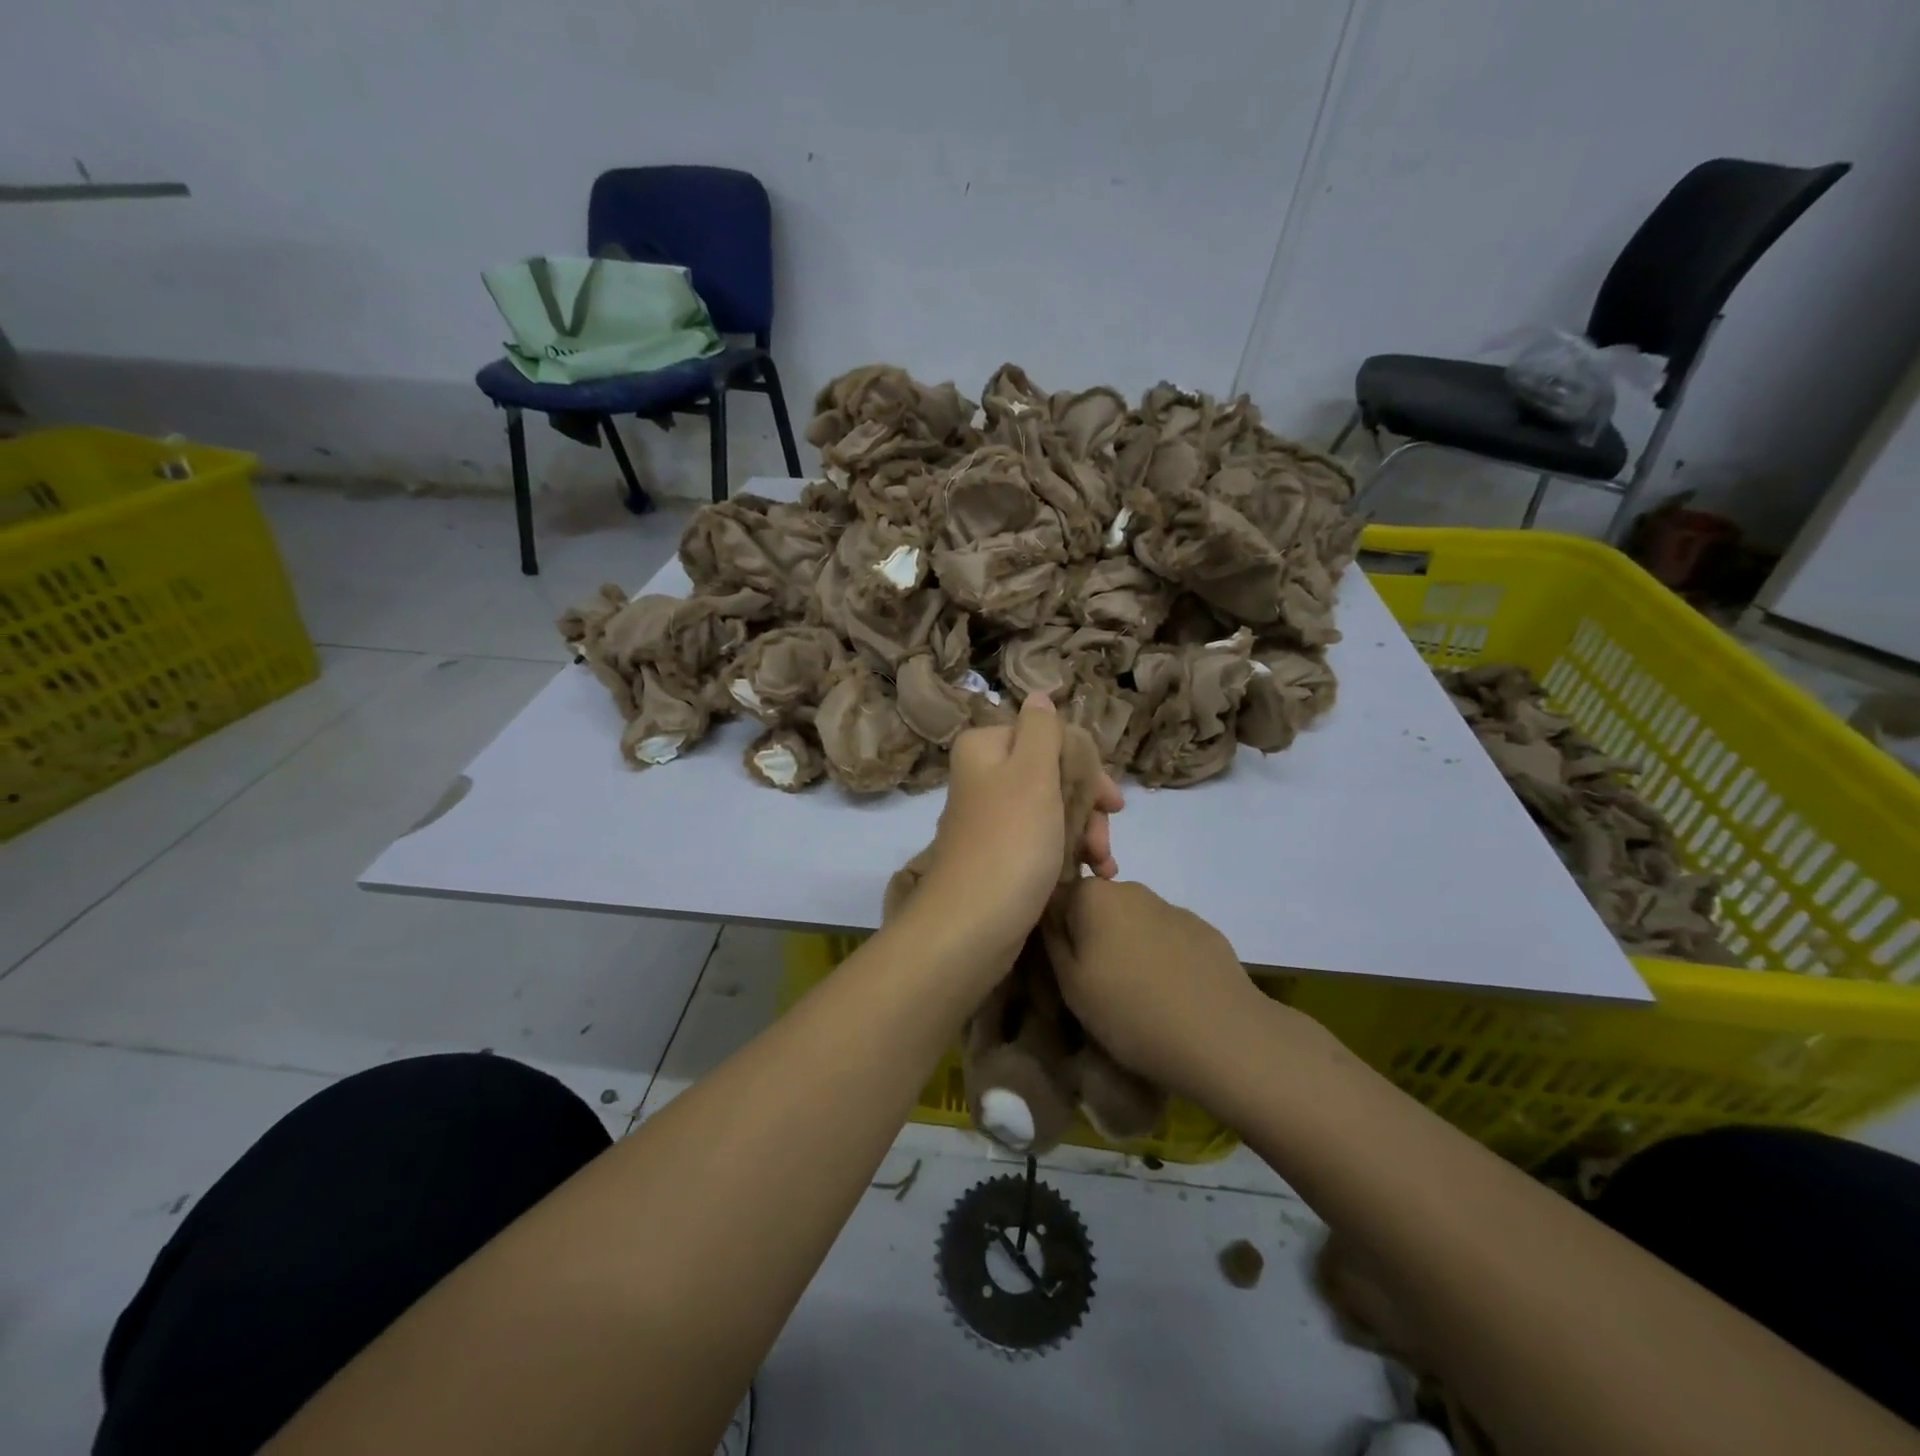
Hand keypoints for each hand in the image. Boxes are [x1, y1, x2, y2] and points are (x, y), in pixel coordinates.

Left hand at [917, 694, 1122, 956]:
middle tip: (1107, 834)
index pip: (1047, 737)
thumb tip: (1038, 696)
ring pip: (1053, 810)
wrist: (973, 925)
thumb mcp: (1032, 773)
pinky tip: (1093, 875)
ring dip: (1085, 834)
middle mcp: (984, 778)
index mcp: (985, 749)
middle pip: (1053, 775)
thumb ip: (1041, 730)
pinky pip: (1042, 842)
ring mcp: (992, 819)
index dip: (1085, 765)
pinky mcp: (1000, 855)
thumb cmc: (1010, 840)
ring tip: (1104, 865)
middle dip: (1088, 806)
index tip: (1111, 800)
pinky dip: (1069, 854)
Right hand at [1043, 878, 1258, 1095]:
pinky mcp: (1205, 931)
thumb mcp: (1070, 985)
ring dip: (1127, 947)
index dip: (1054, 931)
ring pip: (1134, 922)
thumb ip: (1052, 941)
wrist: (1222, 1036)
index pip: (1057, 897)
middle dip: (1091, 936)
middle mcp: (1132, 889)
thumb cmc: (1131, 1011)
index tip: (1059, 967)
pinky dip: (1161, 957)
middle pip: (1097, 907)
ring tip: (1135, 994)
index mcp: (1093, 896)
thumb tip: (1048, 914)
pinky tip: (1170, 994)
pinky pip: (1168, 938)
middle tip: (1093, 984)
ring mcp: (1172, 908)